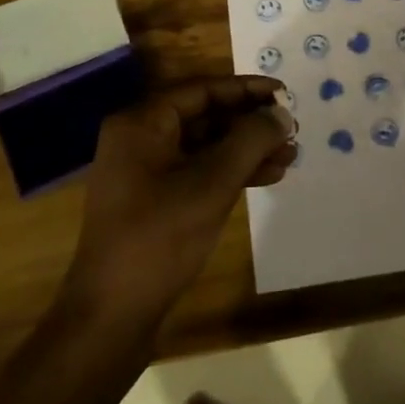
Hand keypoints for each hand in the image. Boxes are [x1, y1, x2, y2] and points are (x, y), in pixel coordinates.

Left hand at [65, 77, 294, 324]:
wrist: (112, 313)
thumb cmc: (160, 237)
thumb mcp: (212, 183)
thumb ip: (251, 141)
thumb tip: (282, 114)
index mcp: (142, 123)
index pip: (203, 90)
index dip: (247, 90)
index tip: (286, 95)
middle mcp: (140, 139)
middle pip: (205, 116)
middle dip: (250, 123)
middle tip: (292, 130)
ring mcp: (145, 172)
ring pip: (205, 147)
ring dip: (246, 150)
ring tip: (289, 157)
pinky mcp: (153, 200)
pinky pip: (197, 172)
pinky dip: (230, 173)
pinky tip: (266, 178)